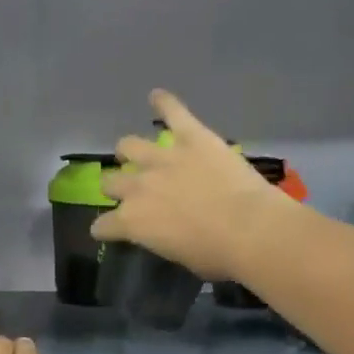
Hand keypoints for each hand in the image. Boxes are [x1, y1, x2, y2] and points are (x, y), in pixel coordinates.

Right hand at [92, 90, 294, 281]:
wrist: (250, 229)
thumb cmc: (217, 255)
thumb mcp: (179, 256)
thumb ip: (162, 238)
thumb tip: (166, 233)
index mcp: (132, 222)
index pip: (103, 225)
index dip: (105, 228)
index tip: (108, 229)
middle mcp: (138, 187)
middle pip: (110, 182)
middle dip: (116, 187)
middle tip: (131, 190)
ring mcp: (163, 158)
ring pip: (129, 145)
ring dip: (129, 150)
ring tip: (135, 152)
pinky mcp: (191, 137)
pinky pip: (173, 113)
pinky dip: (164, 103)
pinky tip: (157, 96)